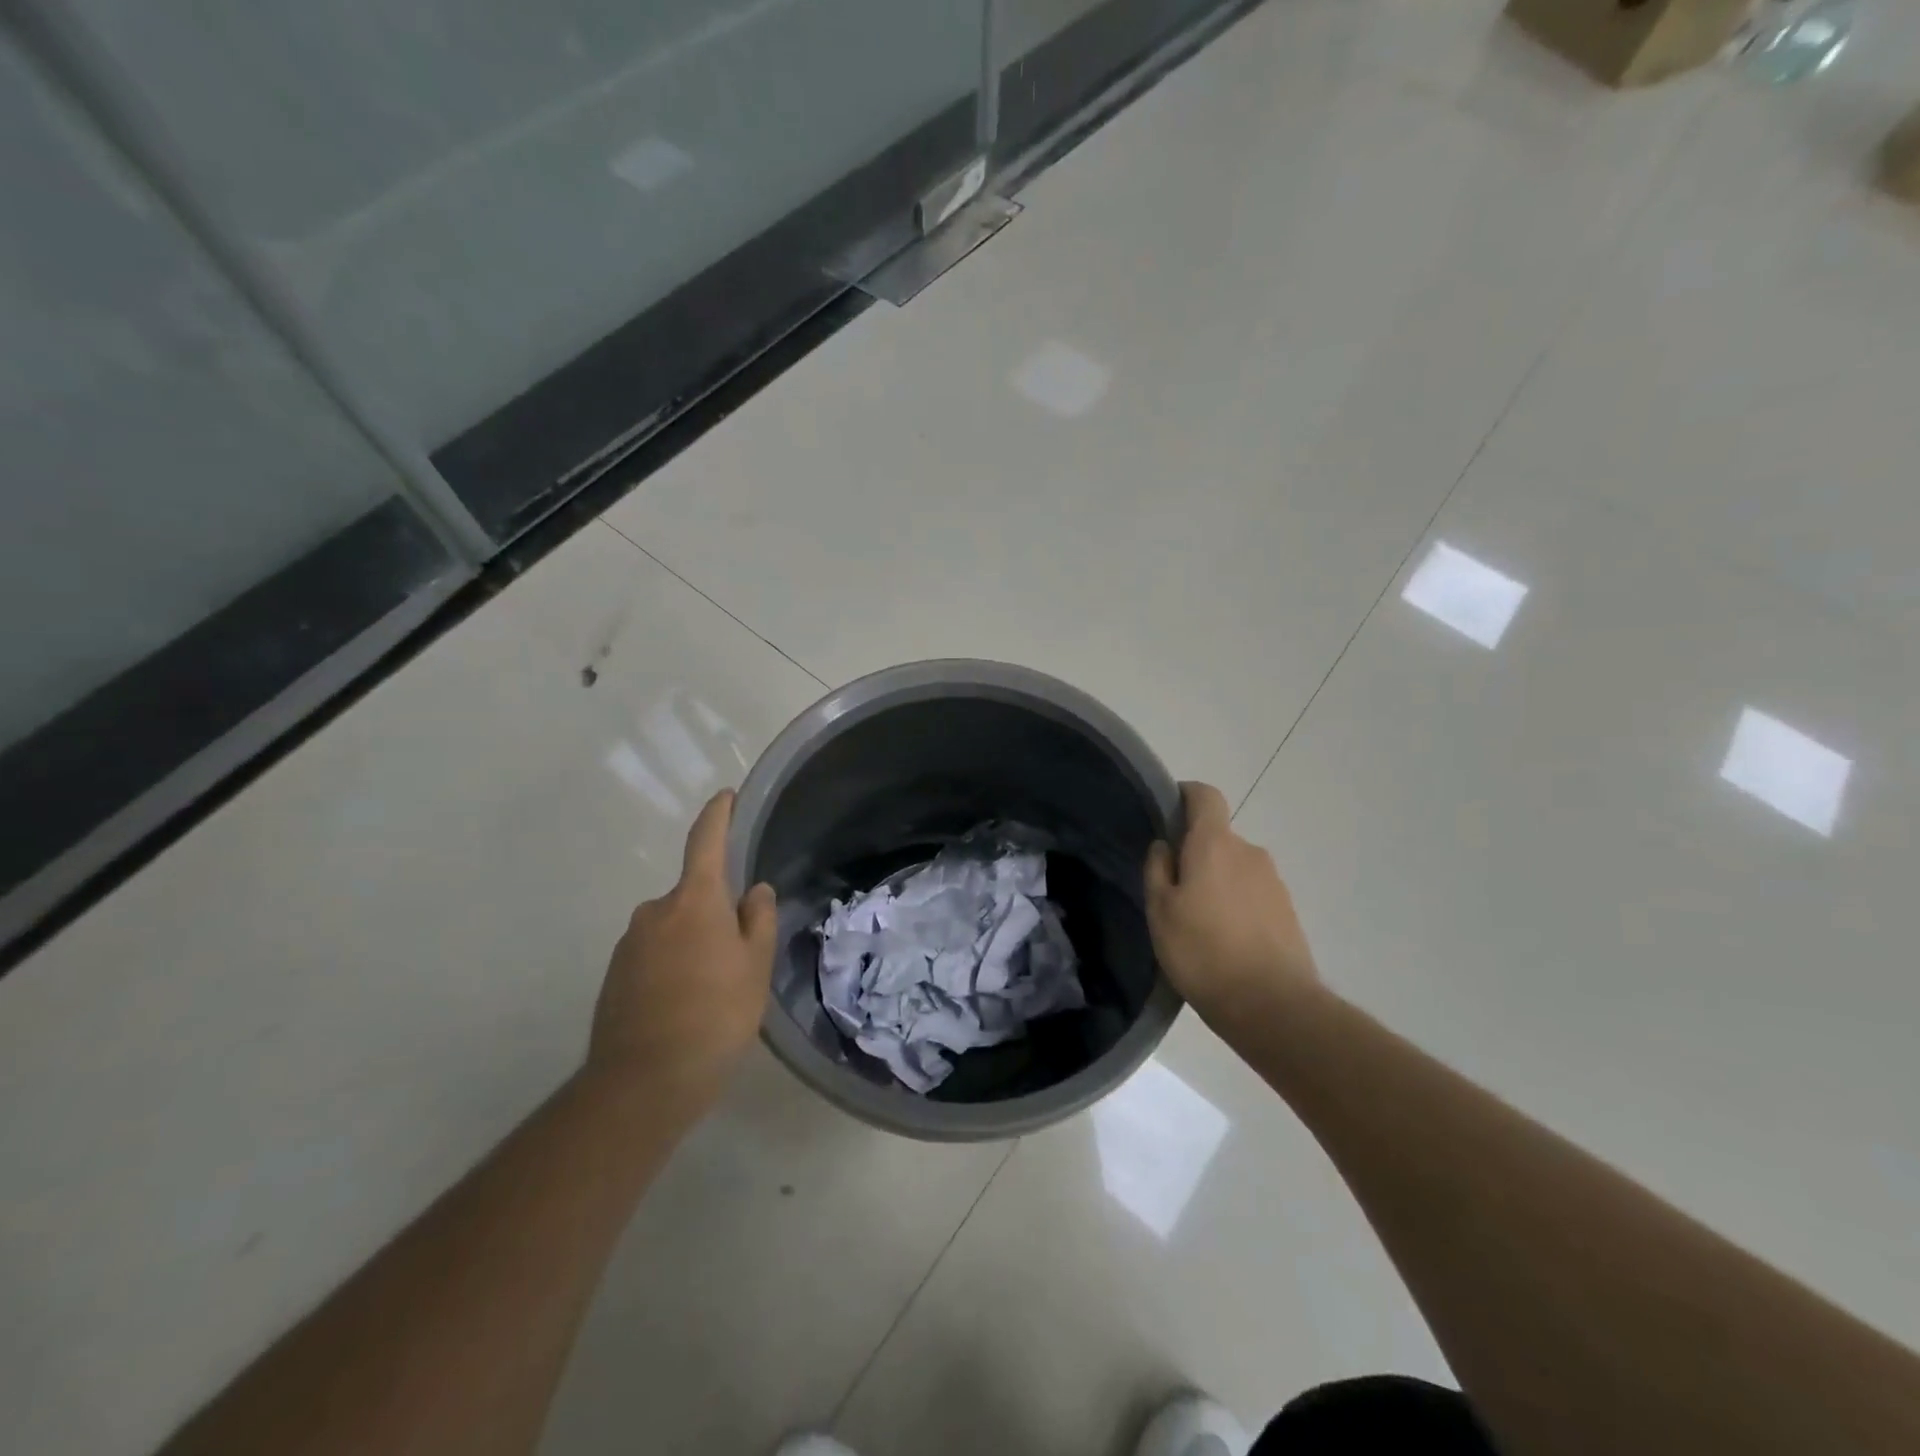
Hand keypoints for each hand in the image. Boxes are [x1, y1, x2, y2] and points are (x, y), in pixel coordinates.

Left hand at [588, 790, 777, 1109]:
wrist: (643, 1083)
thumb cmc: (715, 1015)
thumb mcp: (755, 966)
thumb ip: (757, 920)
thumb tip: (753, 891)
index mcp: (694, 901)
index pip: (705, 842)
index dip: (717, 815)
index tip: (724, 796)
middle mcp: (655, 912)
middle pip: (692, 896)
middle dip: (714, 912)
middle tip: (738, 953)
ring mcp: (629, 944)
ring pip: (672, 928)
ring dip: (692, 943)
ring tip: (712, 990)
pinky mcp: (615, 976)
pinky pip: (652, 955)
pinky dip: (671, 967)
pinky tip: (685, 1005)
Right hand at [1145, 782, 1321, 1031]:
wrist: (1273, 1006)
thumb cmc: (1203, 952)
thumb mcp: (1160, 911)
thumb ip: (1157, 870)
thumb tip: (1164, 845)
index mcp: (1215, 844)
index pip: (1205, 796)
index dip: (1184, 796)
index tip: (1165, 814)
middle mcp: (1249, 852)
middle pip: (1217, 837)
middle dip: (1195, 854)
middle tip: (1172, 889)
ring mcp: (1274, 882)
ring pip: (1235, 868)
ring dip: (1216, 883)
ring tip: (1198, 923)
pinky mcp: (1288, 912)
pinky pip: (1252, 894)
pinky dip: (1236, 906)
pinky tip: (1223, 942)